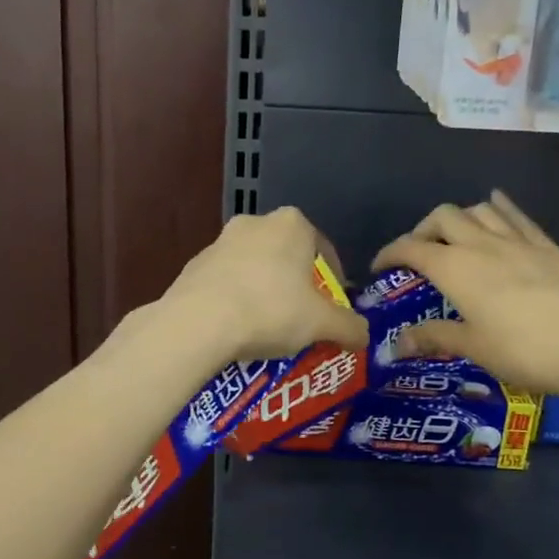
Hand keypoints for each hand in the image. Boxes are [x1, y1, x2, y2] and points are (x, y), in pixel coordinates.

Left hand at [157, 207, 368, 365]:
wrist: (199, 322)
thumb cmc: (272, 310)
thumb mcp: (323, 324)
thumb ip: (351, 327)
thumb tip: (364, 336)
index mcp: (293, 224)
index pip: (324, 250)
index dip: (333, 283)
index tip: (331, 311)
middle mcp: (256, 222)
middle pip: (287, 257)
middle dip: (296, 287)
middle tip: (302, 321)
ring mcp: (220, 241)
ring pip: (255, 269)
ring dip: (264, 292)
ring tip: (268, 330)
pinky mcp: (195, 264)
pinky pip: (226, 283)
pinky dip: (236, 300)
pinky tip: (237, 329)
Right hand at [371, 190, 558, 400]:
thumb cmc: (524, 351)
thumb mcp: (473, 348)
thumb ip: (434, 337)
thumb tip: (397, 343)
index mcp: (455, 268)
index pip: (411, 248)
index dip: (390, 253)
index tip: (380, 267)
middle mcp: (481, 244)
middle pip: (442, 217)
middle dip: (423, 230)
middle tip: (420, 255)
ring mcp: (517, 241)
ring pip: (479, 209)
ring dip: (459, 218)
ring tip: (456, 238)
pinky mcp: (547, 246)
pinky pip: (517, 216)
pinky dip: (500, 208)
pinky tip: (497, 206)